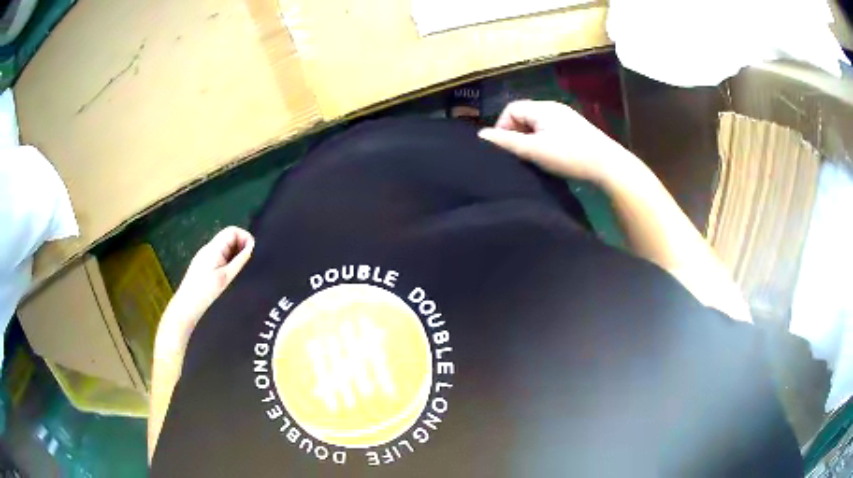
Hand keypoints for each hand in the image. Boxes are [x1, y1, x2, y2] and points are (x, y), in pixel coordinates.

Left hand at [161, 227, 254, 334]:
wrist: (186, 305)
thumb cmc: (206, 291)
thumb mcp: (225, 276)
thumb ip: (239, 260)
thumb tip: (252, 246)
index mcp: (214, 248)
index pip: (232, 231)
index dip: (245, 237)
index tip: (253, 251)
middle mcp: (209, 248)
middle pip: (228, 237)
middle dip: (241, 245)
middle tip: (248, 262)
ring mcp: (205, 255)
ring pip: (224, 247)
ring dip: (235, 253)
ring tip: (240, 269)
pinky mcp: (203, 263)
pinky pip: (219, 255)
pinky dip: (228, 259)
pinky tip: (229, 274)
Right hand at [478, 100, 631, 185]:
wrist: (609, 166)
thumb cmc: (570, 155)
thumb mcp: (534, 150)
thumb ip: (507, 142)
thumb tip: (481, 135)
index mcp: (542, 108)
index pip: (511, 109)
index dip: (502, 126)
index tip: (504, 149)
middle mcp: (554, 108)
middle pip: (525, 116)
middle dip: (516, 134)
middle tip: (518, 156)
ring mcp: (568, 118)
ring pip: (538, 125)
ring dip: (530, 140)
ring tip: (533, 159)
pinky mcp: (577, 131)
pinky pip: (551, 131)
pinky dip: (544, 142)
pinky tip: (550, 158)